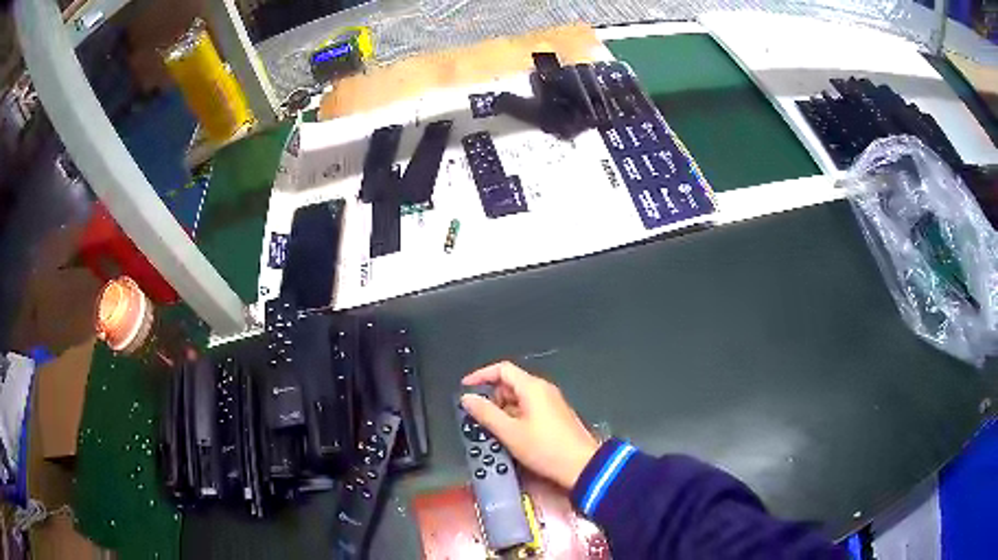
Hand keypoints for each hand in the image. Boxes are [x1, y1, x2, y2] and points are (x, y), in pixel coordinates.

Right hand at [461, 361, 599, 489]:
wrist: (581, 466)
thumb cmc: (545, 448)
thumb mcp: (509, 432)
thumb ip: (486, 413)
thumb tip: (467, 398)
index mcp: (532, 387)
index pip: (502, 369)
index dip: (481, 375)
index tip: (465, 388)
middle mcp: (543, 390)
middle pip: (510, 383)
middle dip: (491, 397)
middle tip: (477, 416)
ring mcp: (551, 403)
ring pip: (519, 398)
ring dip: (502, 410)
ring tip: (491, 429)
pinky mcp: (555, 417)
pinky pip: (529, 409)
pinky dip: (515, 417)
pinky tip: (509, 435)